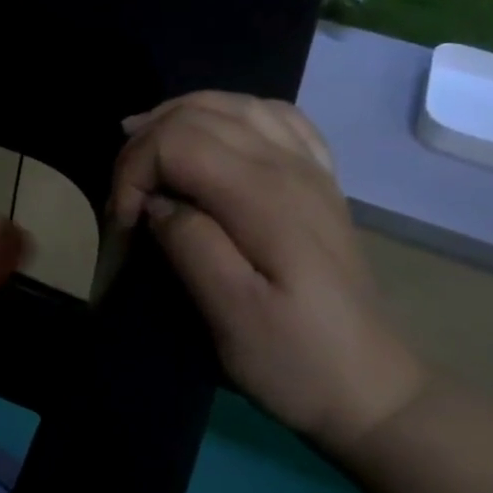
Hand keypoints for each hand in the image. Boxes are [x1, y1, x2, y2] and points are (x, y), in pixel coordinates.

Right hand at [110, 92, 428, 452]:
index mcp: (266, 197)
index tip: (123, 224)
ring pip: (232, 104)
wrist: (369, 388)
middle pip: (198, 114)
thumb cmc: (293, 359)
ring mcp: (310, 169)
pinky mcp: (317, 181)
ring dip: (177, 119)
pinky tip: (212, 137)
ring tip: (144, 152)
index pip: (178, 141)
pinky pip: (272, 117)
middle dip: (144, 146)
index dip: (133, 172)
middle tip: (124, 200)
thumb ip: (190, 244)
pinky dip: (228, 114)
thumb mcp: (231, 315)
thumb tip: (155, 203)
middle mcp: (290, 166)